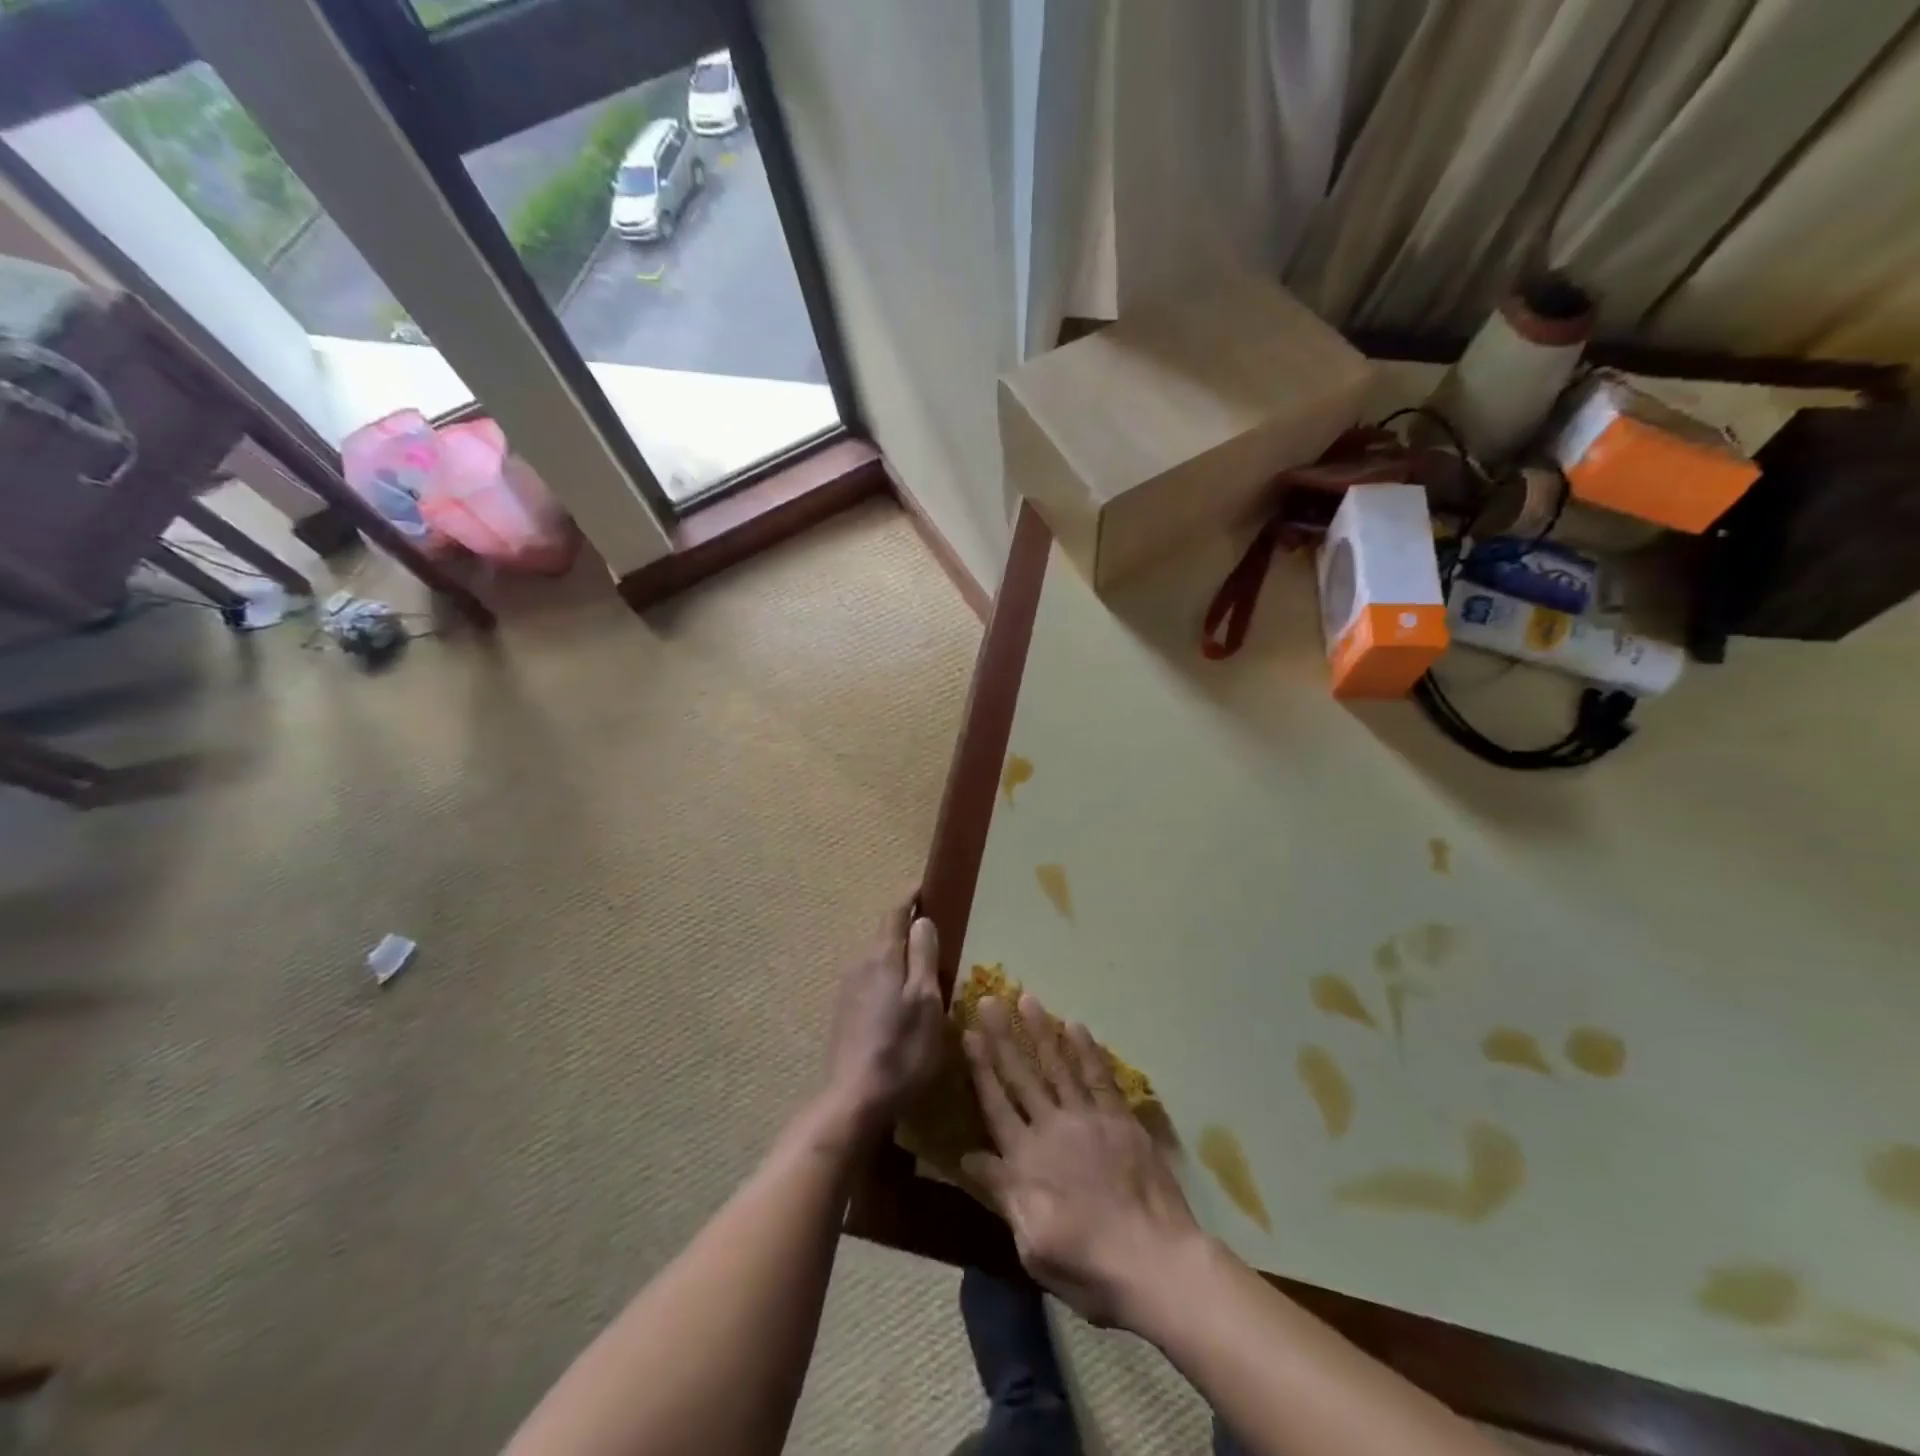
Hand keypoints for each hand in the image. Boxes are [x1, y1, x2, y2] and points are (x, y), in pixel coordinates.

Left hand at [821, 894, 943, 1133]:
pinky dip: (890, 977)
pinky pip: (872, 980)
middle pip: (885, 935)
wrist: (855, 1099)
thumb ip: (923, 956)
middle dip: (906, 926)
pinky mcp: (845, 1013)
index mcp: (881, 956)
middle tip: (934, 926)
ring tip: (924, 962)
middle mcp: (860, 964)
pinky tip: (903, 996)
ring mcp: (848, 989)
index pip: (895, 913)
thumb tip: (921, 920)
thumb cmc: (902, 1048)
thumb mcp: (926, 1000)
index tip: (926, 887)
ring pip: (878, 960)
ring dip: (899, 955)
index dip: (910, 898)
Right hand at [960, 993, 1203, 1328]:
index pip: (995, 1104)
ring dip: (1041, 1031)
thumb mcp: (1031, 1243)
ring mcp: (1088, 1119)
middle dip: (1002, 1036)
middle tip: (989, 1000)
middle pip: (1022, 1075)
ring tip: (1027, 999)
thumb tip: (968, 1157)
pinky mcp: (1120, 1120)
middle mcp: (1051, 1128)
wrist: (1154, 1262)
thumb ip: (1002, 1193)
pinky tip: (1076, 1026)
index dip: (980, 1067)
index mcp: (1025, 1160)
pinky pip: (1099, 1077)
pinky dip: (1087, 1051)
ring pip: (1058, 1066)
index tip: (968, 1034)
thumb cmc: (1087, 1264)